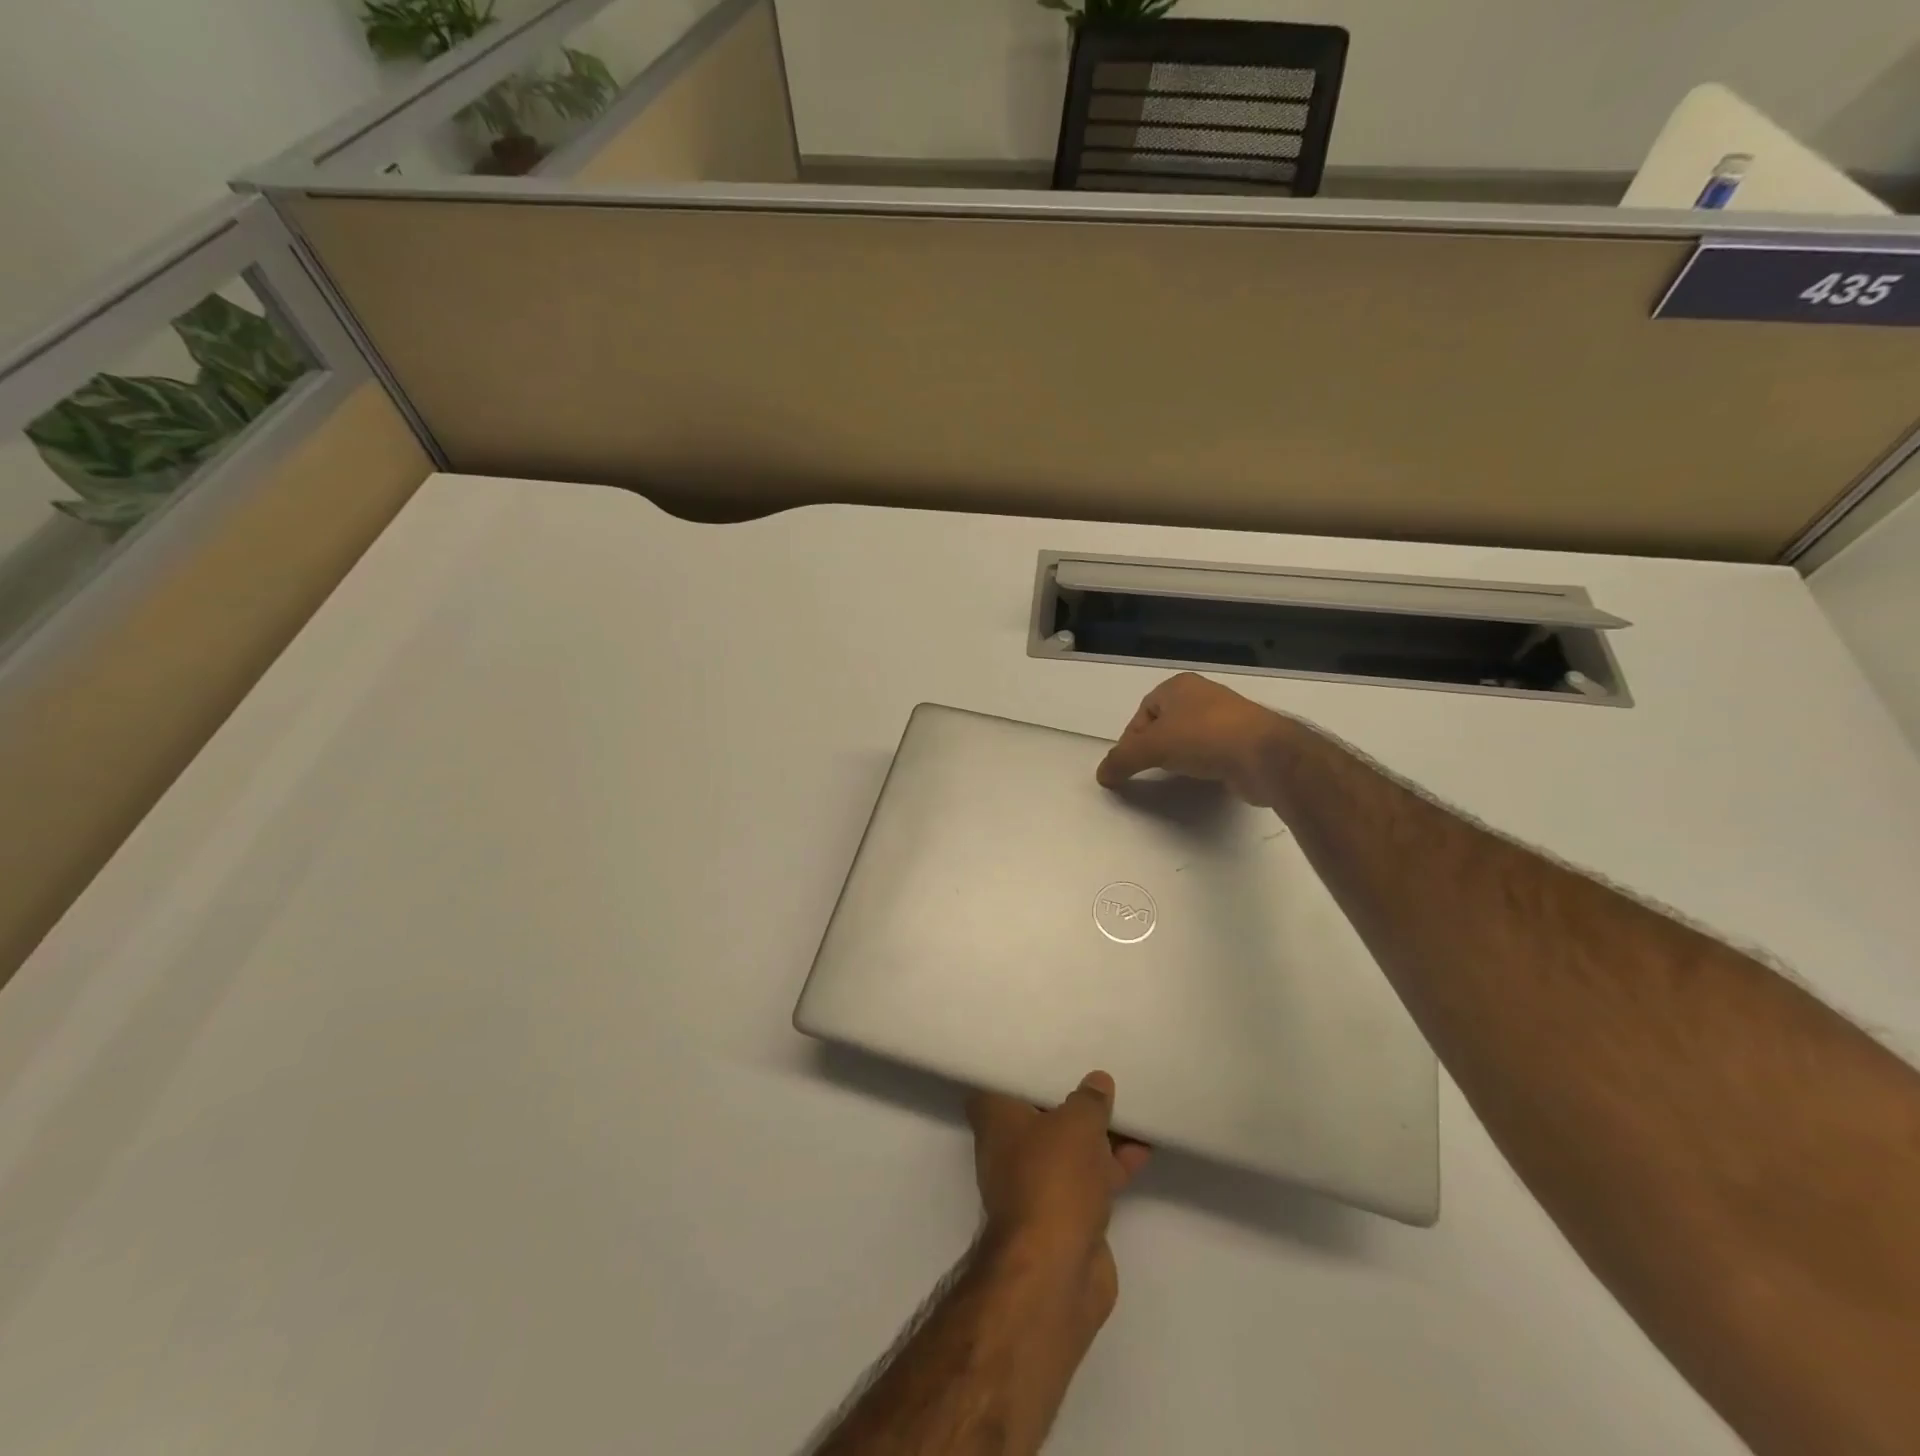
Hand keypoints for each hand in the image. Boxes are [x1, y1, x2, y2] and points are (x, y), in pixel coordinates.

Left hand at [967, 1072, 1149, 1323]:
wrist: (1056, 1270)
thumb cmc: (1052, 1178)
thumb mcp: (1076, 1124)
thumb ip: (1089, 1100)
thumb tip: (1097, 1082)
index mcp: (996, 1119)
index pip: (999, 1081)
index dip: (1018, 1067)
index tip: (1043, 1051)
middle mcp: (1009, 1148)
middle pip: (1040, 1113)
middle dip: (1068, 1098)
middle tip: (1097, 1073)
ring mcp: (1037, 1183)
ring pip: (1069, 1146)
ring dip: (1098, 1132)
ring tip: (1131, 1105)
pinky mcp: (1065, 1213)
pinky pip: (1089, 1176)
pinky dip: (1111, 1163)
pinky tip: (1143, 1146)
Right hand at [1096, 672, 1291, 806]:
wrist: (1264, 755)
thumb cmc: (1203, 738)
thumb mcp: (1151, 748)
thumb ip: (1122, 760)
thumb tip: (1101, 774)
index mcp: (1179, 686)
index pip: (1143, 712)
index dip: (1132, 739)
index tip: (1130, 763)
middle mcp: (1203, 695)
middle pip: (1165, 725)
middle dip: (1155, 747)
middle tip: (1150, 770)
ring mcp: (1227, 717)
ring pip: (1189, 738)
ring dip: (1179, 756)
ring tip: (1176, 775)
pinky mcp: (1244, 741)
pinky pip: (1211, 752)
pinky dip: (1202, 764)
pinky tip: (1202, 778)